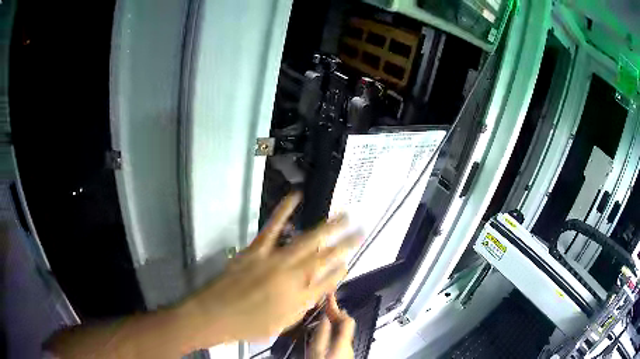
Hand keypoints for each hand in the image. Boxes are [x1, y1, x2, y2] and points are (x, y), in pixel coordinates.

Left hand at [181, 193, 360, 346]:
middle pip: (326, 258)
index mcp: (301, 298)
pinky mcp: (257, 249)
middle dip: (346, 243)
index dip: (341, 270)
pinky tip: (295, 196)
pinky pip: (273, 227)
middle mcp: (293, 278)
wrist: (215, 315)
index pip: (329, 281)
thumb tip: (317, 290)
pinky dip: (283, 210)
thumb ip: (302, 306)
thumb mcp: (281, 324)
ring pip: (308, 241)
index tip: (349, 261)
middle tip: (360, 230)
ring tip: (344, 215)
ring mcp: (275, 260)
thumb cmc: (249, 326)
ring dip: (328, 227)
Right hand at [309, 293, 354, 358]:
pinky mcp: (343, 355)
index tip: (330, 295)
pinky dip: (332, 331)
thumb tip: (325, 317)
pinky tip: (323, 333)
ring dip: (333, 322)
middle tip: (325, 304)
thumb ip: (321, 332)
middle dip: (334, 313)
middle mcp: (348, 344)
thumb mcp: (317, 348)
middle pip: (345, 323)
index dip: (336, 306)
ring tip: (321, 316)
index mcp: (343, 340)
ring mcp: (347, 350)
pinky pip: (339, 338)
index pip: (346, 318)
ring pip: (341, 331)